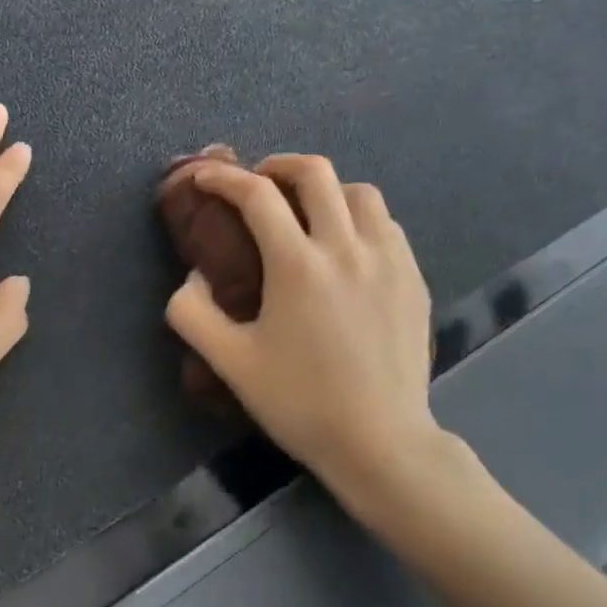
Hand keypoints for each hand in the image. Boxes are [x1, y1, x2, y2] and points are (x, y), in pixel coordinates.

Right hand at [165, 155, 438, 501]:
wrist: (381, 441)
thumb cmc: (302, 404)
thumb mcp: (232, 364)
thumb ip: (194, 314)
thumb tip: (193, 276)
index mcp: (298, 265)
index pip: (257, 196)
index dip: (225, 177)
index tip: (206, 176)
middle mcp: (346, 247)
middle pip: (316, 173)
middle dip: (279, 165)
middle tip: (261, 183)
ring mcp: (388, 259)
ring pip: (360, 192)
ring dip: (327, 190)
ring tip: (310, 212)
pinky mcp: (413, 276)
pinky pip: (387, 225)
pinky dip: (361, 218)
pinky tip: (350, 246)